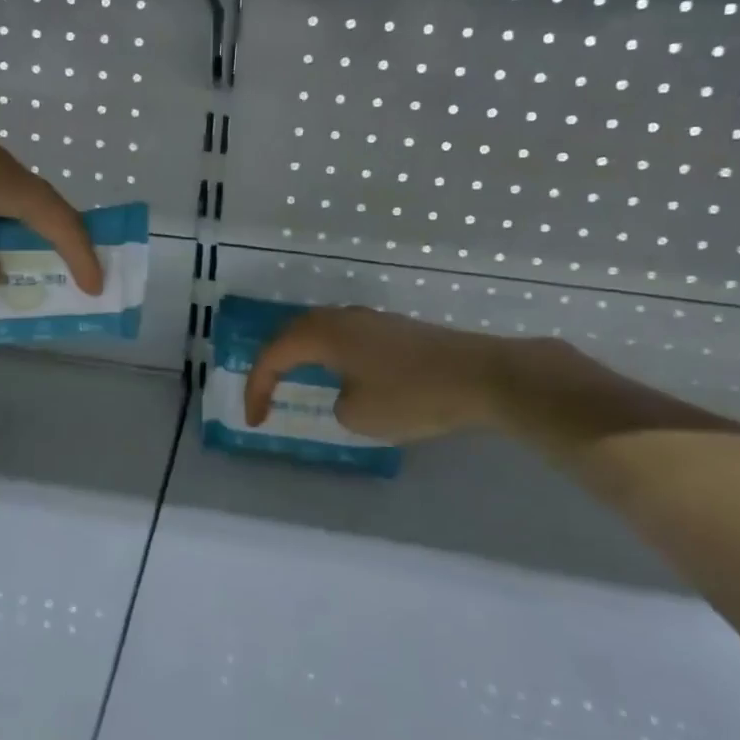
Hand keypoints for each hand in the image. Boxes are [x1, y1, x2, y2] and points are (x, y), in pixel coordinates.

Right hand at [244, 306, 514, 442]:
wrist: (483, 376)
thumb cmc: (413, 395)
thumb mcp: (359, 415)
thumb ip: (337, 404)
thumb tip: (347, 393)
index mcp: (324, 333)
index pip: (273, 354)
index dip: (257, 388)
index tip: (256, 421)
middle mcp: (343, 317)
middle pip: (293, 334)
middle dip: (274, 365)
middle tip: (265, 395)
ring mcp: (372, 320)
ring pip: (322, 332)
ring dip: (303, 357)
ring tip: (296, 383)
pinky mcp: (396, 329)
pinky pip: (347, 338)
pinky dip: (331, 357)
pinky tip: (343, 377)